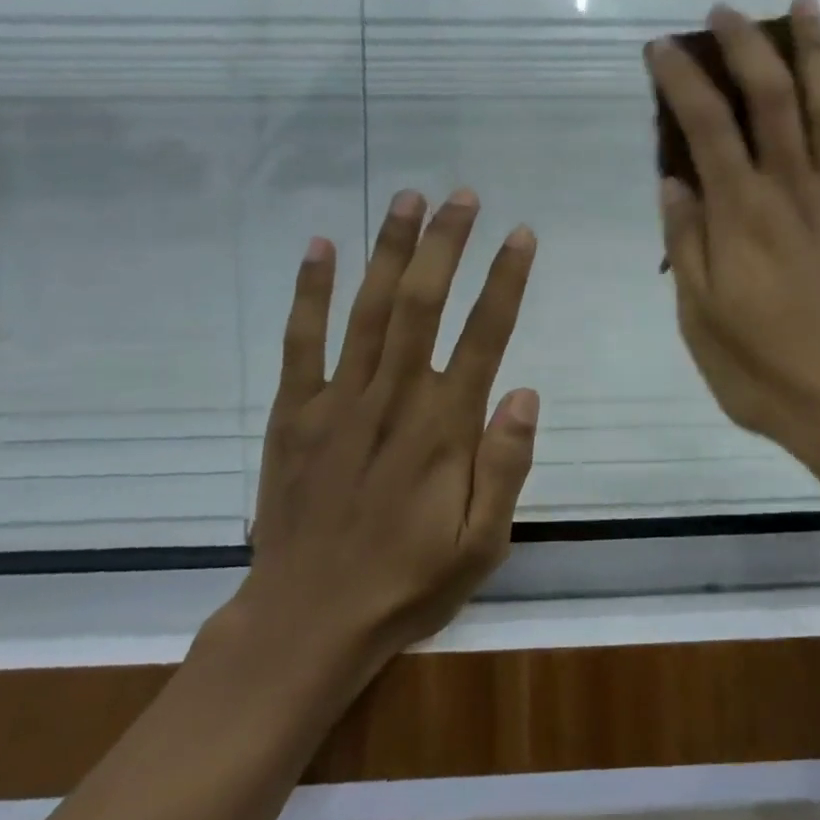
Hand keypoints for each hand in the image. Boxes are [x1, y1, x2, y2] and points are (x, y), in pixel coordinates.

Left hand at [230, 189, 539, 689]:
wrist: (304, 624)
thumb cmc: (407, 583)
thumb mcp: (480, 544)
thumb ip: (506, 466)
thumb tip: (525, 391)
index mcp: (443, 428)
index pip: (484, 336)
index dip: (505, 280)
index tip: (521, 235)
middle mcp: (392, 398)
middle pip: (422, 303)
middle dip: (446, 243)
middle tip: (464, 196)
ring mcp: (337, 401)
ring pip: (368, 308)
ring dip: (390, 249)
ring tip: (409, 198)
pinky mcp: (294, 413)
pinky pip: (301, 342)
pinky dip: (309, 292)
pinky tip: (321, 246)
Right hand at [647, 0, 819, 469]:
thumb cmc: (763, 370)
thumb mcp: (700, 318)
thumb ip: (687, 242)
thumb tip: (672, 179)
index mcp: (742, 217)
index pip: (706, 127)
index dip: (681, 80)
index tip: (661, 48)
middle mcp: (792, 192)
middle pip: (772, 99)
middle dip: (745, 46)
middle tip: (724, 12)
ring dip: (815, 52)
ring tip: (804, 8)